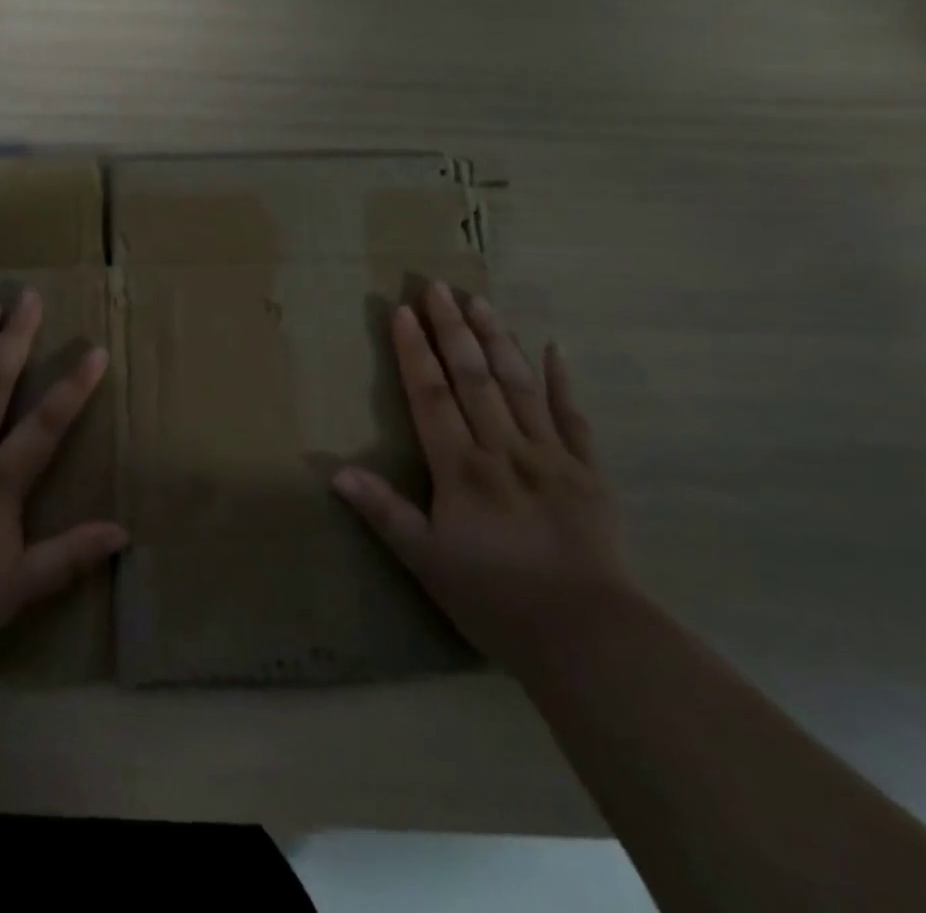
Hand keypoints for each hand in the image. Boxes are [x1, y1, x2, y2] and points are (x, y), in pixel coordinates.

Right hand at [333, 282, 633, 668]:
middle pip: (474, 377)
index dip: (414, 352)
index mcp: (462, 468)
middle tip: (437, 286)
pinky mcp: (589, 472)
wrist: (590, 638)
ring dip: (498, 338)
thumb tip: (335, 471)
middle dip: (452, 329)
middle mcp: (504, 448)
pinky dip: (562, 380)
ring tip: (480, 301)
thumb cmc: (496, 599)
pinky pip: (573, 416)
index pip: (431, 395)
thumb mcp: (427, 562)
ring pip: (519, 384)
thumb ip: (384, 512)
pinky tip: (555, 347)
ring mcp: (551, 455)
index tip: (402, 311)